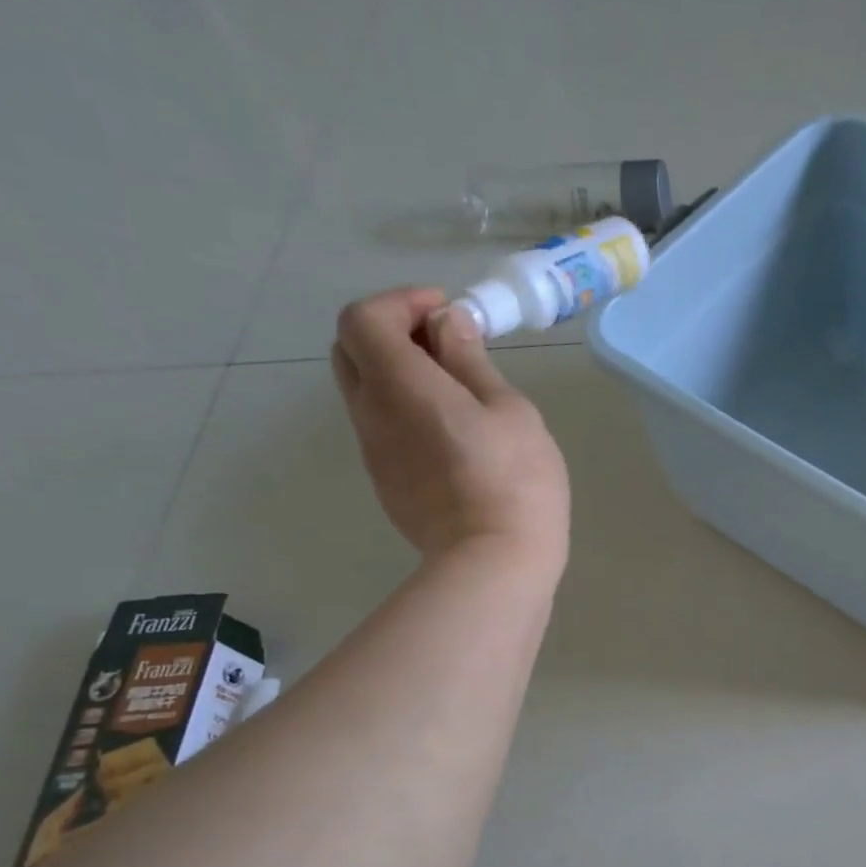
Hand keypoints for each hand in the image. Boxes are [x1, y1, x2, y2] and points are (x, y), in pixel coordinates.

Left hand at [333, 288, 569, 575]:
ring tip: (456, 390)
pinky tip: (451, 434)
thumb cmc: (515, 480)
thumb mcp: (509, 410)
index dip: (400, 303)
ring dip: (398, 374)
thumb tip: (447, 324)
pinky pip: (382, 429)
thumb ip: (471, 360)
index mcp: (400, 385)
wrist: (494, 563)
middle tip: (444, 346)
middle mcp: (371, 414)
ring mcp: (374, 454)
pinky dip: (404, 410)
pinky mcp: (387, 485)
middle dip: (391, 332)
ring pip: (365, 392)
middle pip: (350, 350)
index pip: (363, 317)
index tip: (447, 314)